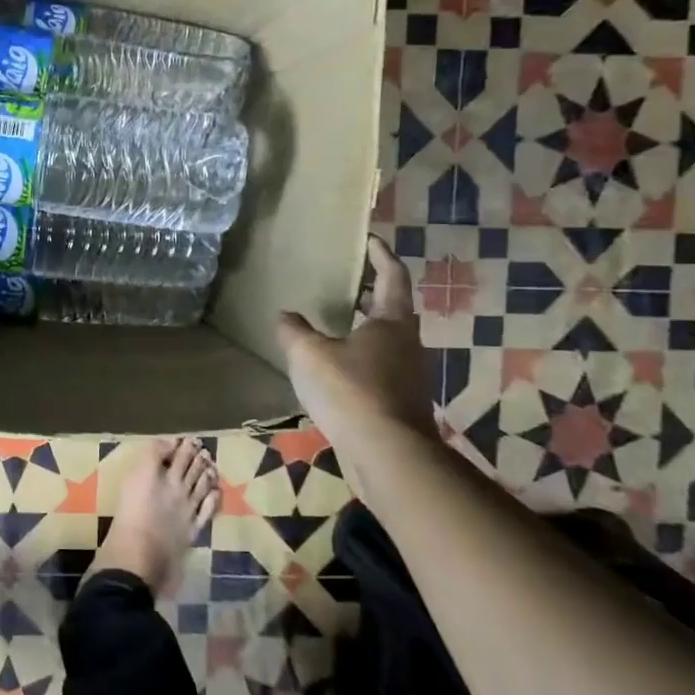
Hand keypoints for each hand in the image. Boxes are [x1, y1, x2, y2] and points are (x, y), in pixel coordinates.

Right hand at [275, 236, 436, 449]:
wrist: (389, 455)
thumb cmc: (351, 391)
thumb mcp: (308, 355)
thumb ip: (294, 331)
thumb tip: (285, 315)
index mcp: (391, 322)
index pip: (392, 276)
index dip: (381, 255)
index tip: (370, 240)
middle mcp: (408, 343)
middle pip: (392, 309)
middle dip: (370, 293)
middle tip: (346, 283)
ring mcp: (409, 375)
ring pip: (387, 341)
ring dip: (364, 328)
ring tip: (334, 326)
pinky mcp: (402, 402)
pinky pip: (380, 368)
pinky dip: (361, 359)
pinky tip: (336, 370)